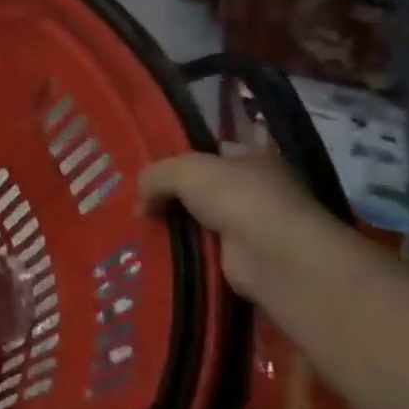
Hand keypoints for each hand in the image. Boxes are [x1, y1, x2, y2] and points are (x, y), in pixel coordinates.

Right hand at [139, 150, 356, 310]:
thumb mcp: (183, 170)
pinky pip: (201, 248)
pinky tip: (155, 249)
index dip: (182, 156)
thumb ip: (154, 176)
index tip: (150, 168)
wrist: (271, 254)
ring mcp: (250, 224)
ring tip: (138, 226)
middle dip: (172, 193)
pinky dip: (181, 250)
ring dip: (174, 224)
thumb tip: (140, 204)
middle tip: (137, 199)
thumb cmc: (236, 196)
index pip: (211, 151)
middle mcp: (254, 188)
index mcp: (251, 157)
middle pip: (202, 186)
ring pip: (199, 219)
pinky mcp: (241, 257)